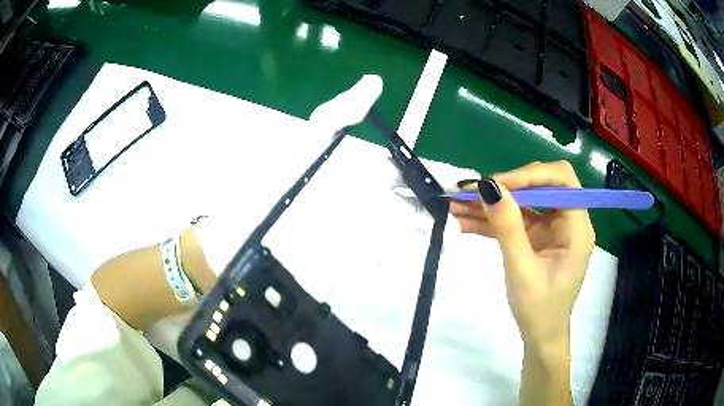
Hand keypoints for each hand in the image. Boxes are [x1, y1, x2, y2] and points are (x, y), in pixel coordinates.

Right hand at [450, 161, 594, 349]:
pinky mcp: (536, 237)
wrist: (540, 336)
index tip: (496, 184)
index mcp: (576, 227)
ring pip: (522, 201)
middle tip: (471, 193)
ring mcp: (550, 228)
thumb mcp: (522, 270)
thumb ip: (508, 228)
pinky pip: (514, 220)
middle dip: (505, 188)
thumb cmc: (539, 309)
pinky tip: (464, 221)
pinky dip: (491, 220)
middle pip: (539, 185)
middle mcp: (567, 220)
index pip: (561, 180)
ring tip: (456, 204)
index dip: (530, 175)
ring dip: (492, 203)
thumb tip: (489, 186)